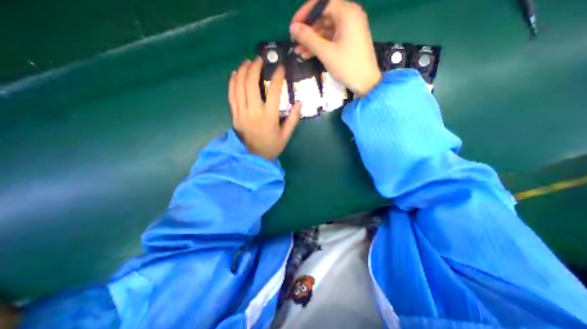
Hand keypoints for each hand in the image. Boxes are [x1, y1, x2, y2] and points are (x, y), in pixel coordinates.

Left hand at [228, 58, 299, 160]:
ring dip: (242, 71)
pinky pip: (231, 95)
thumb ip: (293, 119)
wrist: (253, 157)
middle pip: (251, 84)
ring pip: (239, 87)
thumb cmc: (271, 147)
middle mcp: (253, 112)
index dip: (277, 77)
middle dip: (255, 68)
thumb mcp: (285, 136)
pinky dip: (232, 83)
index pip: (273, 91)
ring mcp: (241, 113)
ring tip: (247, 62)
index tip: (280, 67)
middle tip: (259, 59)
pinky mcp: (234, 115)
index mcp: (269, 117)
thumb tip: (299, 103)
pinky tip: (235, 74)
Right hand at [289, 0, 380, 94]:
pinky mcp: (348, 41)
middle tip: (295, 42)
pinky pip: (331, 39)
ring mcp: (349, 29)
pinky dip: (320, 46)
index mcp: (347, 13)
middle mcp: (349, 16)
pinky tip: (307, 55)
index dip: (305, 13)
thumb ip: (309, 38)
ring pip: (325, 30)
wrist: (366, 83)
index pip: (322, 3)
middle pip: (323, 17)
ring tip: (298, 52)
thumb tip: (293, 28)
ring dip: (311, 41)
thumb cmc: (347, 66)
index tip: (293, 26)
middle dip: (307, 31)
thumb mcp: (326, 53)